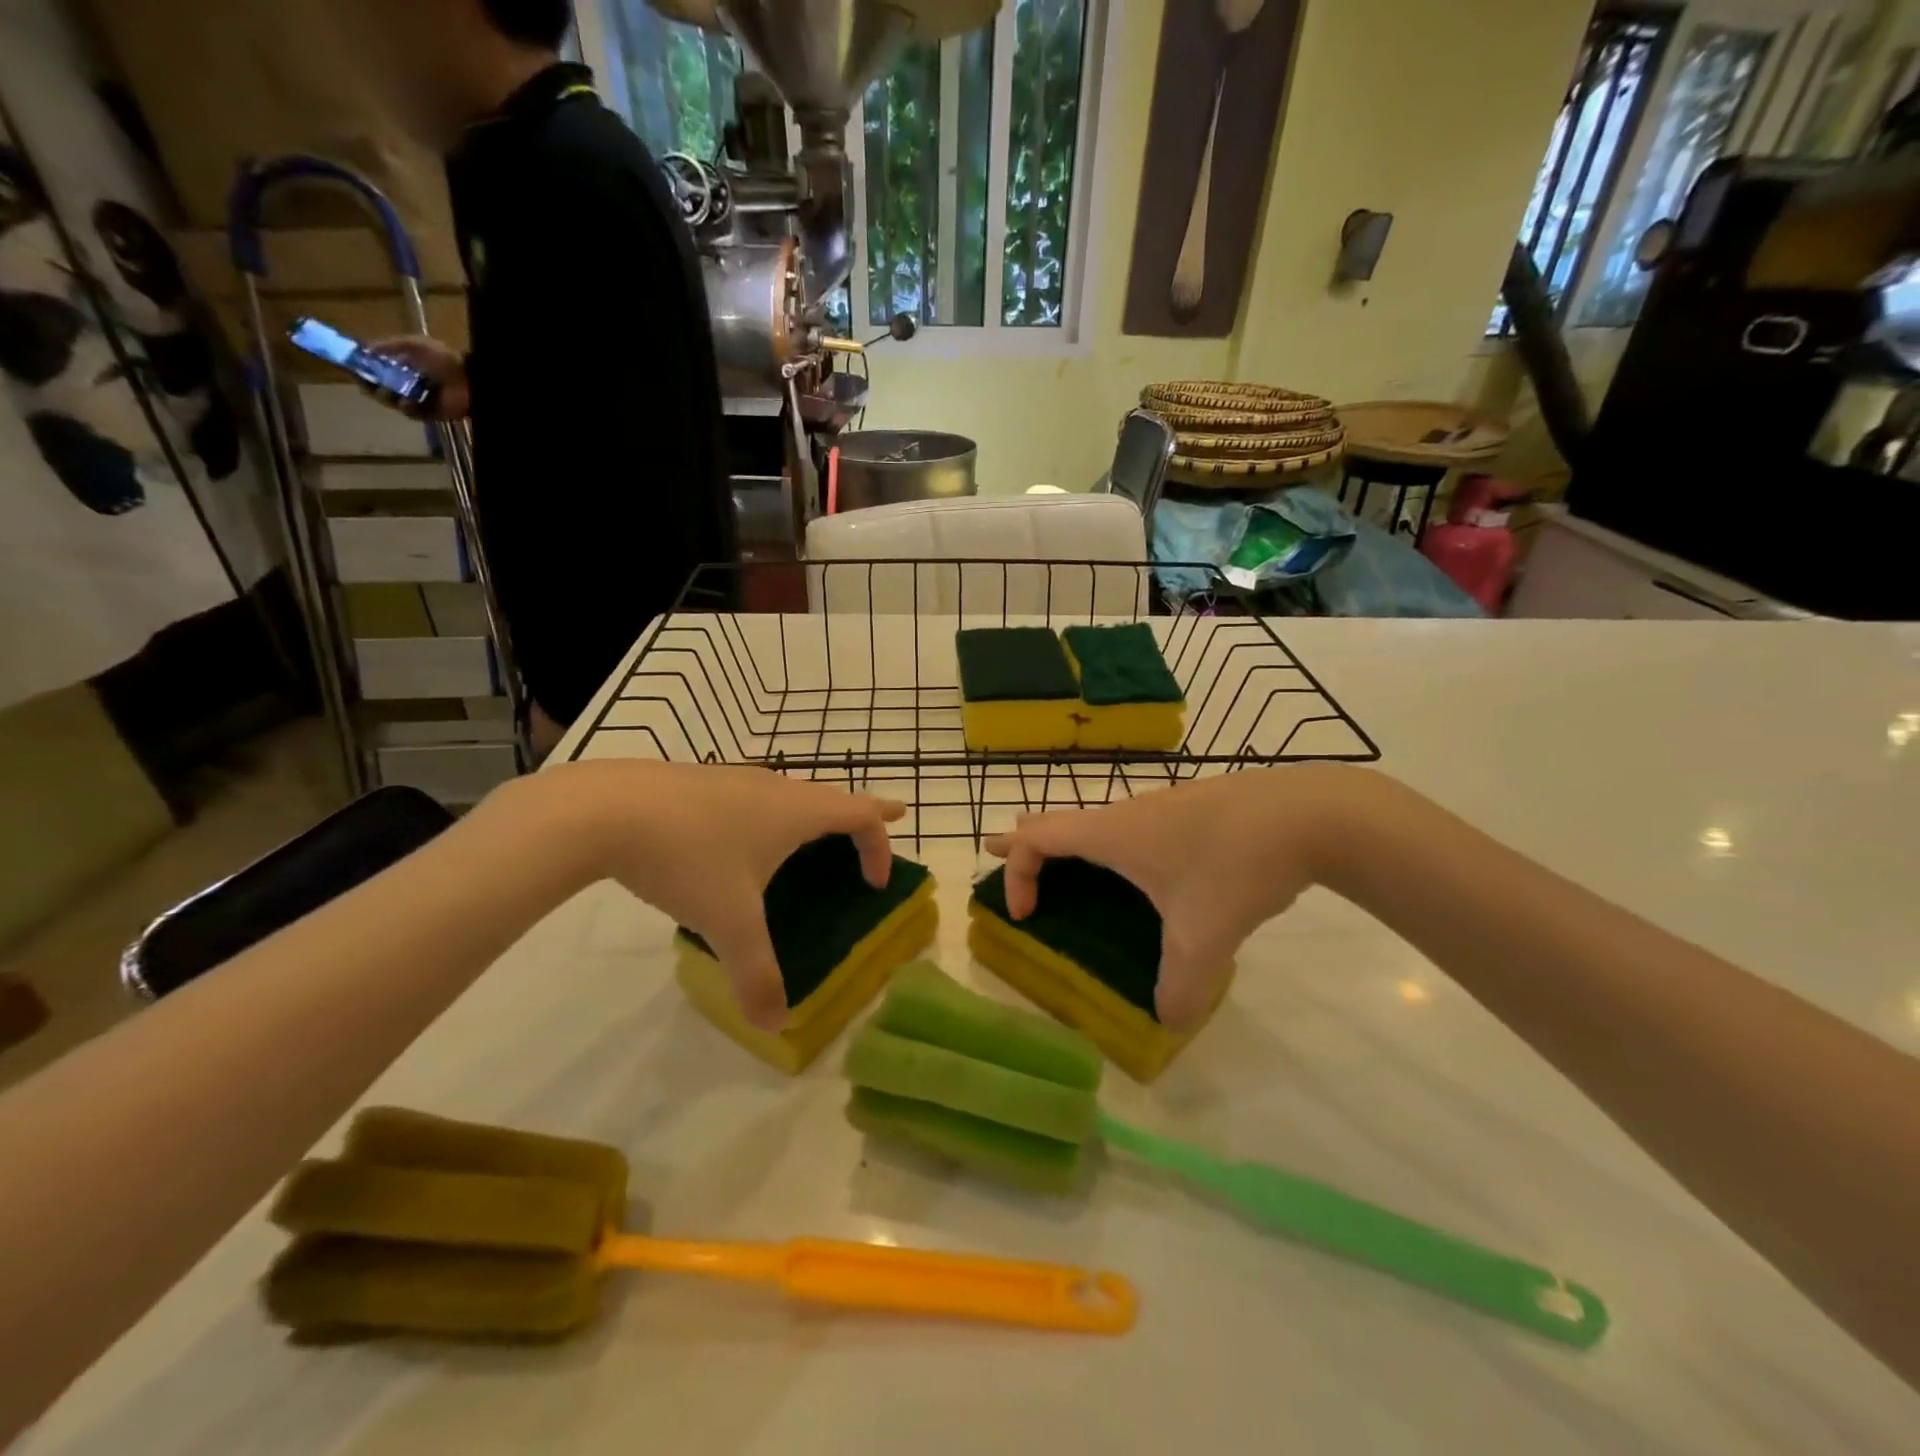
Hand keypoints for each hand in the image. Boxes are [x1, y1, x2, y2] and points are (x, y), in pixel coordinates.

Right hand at [364, 335, 468, 420]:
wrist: (469, 381)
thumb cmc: (444, 359)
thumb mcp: (414, 344)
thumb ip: (390, 345)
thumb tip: (365, 348)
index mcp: (401, 365)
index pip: (373, 367)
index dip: (360, 367)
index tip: (348, 365)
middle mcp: (405, 382)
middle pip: (376, 386)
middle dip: (368, 384)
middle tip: (365, 381)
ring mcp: (415, 399)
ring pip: (389, 400)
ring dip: (385, 396)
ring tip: (390, 391)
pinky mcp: (427, 413)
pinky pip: (409, 412)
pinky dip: (406, 407)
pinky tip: (409, 401)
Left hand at [545, 761, 903, 1030]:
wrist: (604, 808)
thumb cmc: (687, 858)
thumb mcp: (727, 922)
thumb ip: (756, 974)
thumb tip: (774, 1024)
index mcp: (796, 812)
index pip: (860, 813)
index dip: (880, 842)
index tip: (880, 877)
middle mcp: (773, 787)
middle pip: (829, 798)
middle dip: (852, 819)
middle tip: (862, 837)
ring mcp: (733, 778)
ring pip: (787, 793)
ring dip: (806, 815)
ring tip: (801, 840)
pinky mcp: (698, 781)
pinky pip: (750, 796)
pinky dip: (764, 815)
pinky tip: (732, 840)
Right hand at [986, 765, 1366, 1030]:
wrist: (1308, 813)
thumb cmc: (1235, 866)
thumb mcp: (1204, 938)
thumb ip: (1181, 988)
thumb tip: (1168, 1022)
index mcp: (1111, 835)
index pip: (1036, 839)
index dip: (1016, 873)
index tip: (1024, 916)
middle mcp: (1127, 814)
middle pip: (1057, 820)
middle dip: (1025, 842)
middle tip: (1000, 854)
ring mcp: (1161, 807)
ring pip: (1098, 822)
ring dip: (1072, 844)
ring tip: (1070, 867)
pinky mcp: (1192, 810)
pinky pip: (1133, 827)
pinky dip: (1113, 845)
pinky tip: (1147, 871)